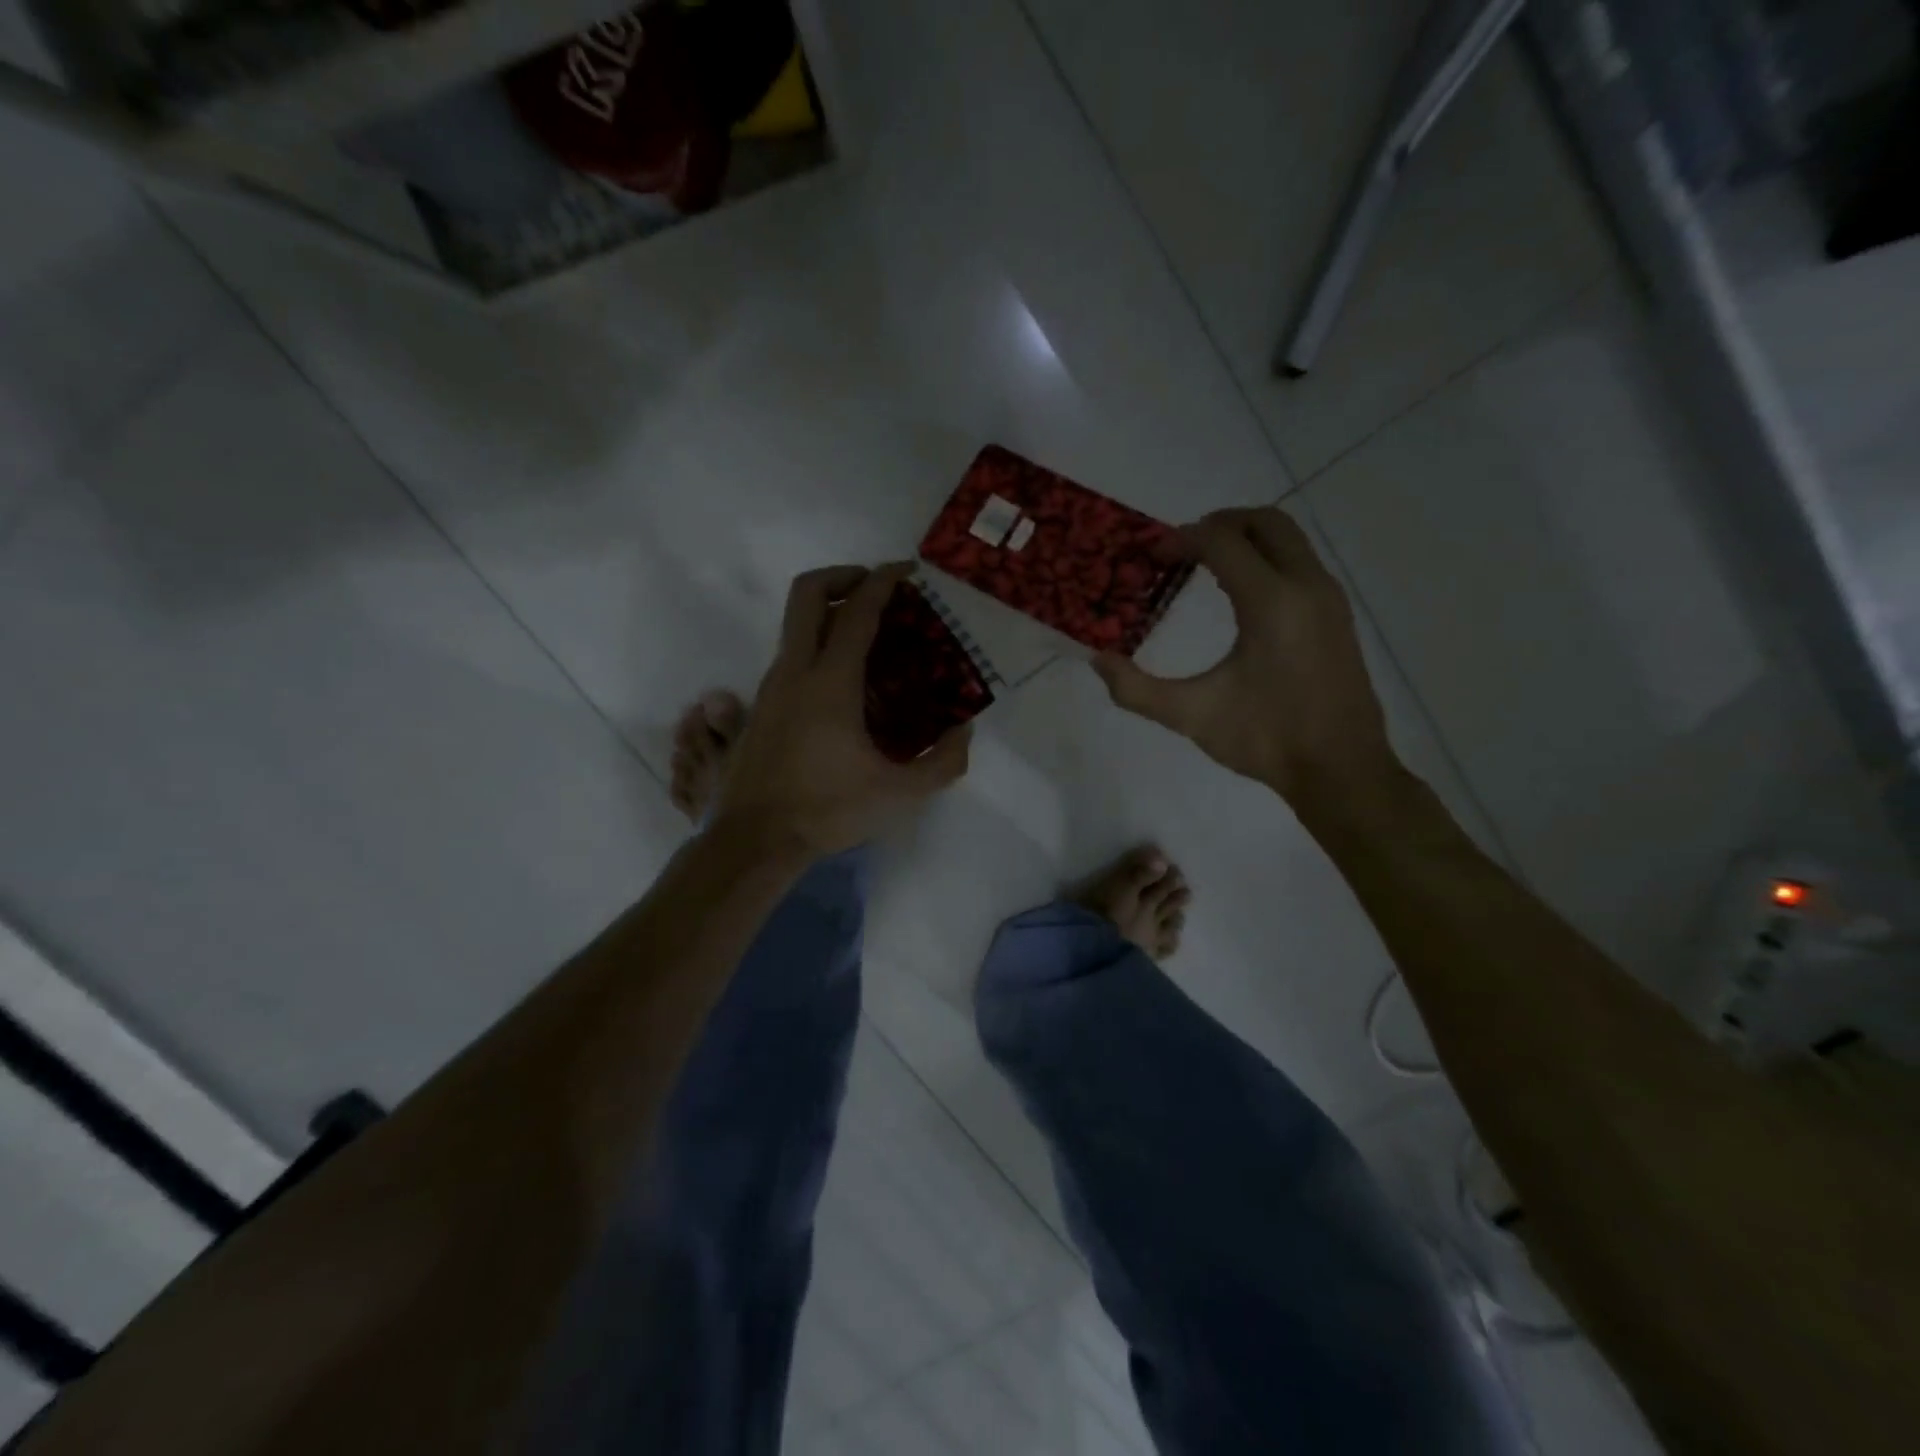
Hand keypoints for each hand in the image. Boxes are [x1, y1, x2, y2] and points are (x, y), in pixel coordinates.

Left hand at [713, 563, 971, 858]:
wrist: (754, 839)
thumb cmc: (827, 811)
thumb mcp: (899, 793)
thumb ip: (942, 761)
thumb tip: (964, 731)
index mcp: (830, 682)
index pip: (857, 611)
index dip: (885, 581)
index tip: (908, 571)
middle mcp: (794, 670)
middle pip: (807, 593)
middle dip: (843, 575)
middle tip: (876, 588)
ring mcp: (770, 686)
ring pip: (794, 624)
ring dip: (828, 612)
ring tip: (867, 637)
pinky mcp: (760, 705)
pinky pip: (790, 654)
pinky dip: (816, 644)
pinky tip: (843, 682)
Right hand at [1094, 508, 1399, 807]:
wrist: (1341, 769)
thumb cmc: (1266, 739)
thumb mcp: (1192, 716)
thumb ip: (1137, 689)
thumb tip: (1098, 660)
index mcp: (1271, 602)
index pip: (1222, 541)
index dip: (1181, 539)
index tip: (1151, 556)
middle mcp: (1306, 585)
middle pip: (1264, 521)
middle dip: (1218, 523)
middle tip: (1180, 549)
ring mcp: (1328, 598)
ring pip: (1288, 538)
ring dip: (1245, 539)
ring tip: (1204, 566)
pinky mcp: (1337, 614)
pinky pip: (1299, 562)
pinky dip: (1266, 559)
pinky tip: (1240, 597)